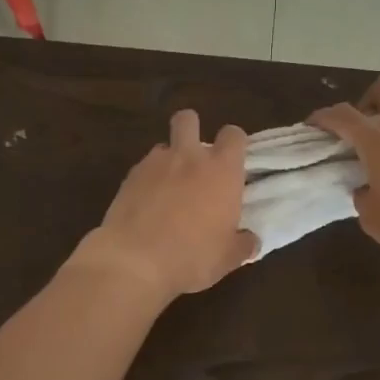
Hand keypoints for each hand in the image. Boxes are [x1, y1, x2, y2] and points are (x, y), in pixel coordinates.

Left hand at [69, 110, 258, 299]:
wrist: (135, 261)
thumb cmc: (192, 257)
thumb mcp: (227, 258)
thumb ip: (242, 244)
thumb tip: (251, 241)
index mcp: (222, 170)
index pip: (233, 135)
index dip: (234, 144)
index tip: (233, 162)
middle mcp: (189, 157)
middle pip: (189, 119)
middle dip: (192, 130)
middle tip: (196, 160)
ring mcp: (154, 163)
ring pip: (163, 146)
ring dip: (168, 160)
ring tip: (169, 189)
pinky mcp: (128, 177)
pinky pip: (142, 168)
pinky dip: (147, 180)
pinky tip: (147, 205)